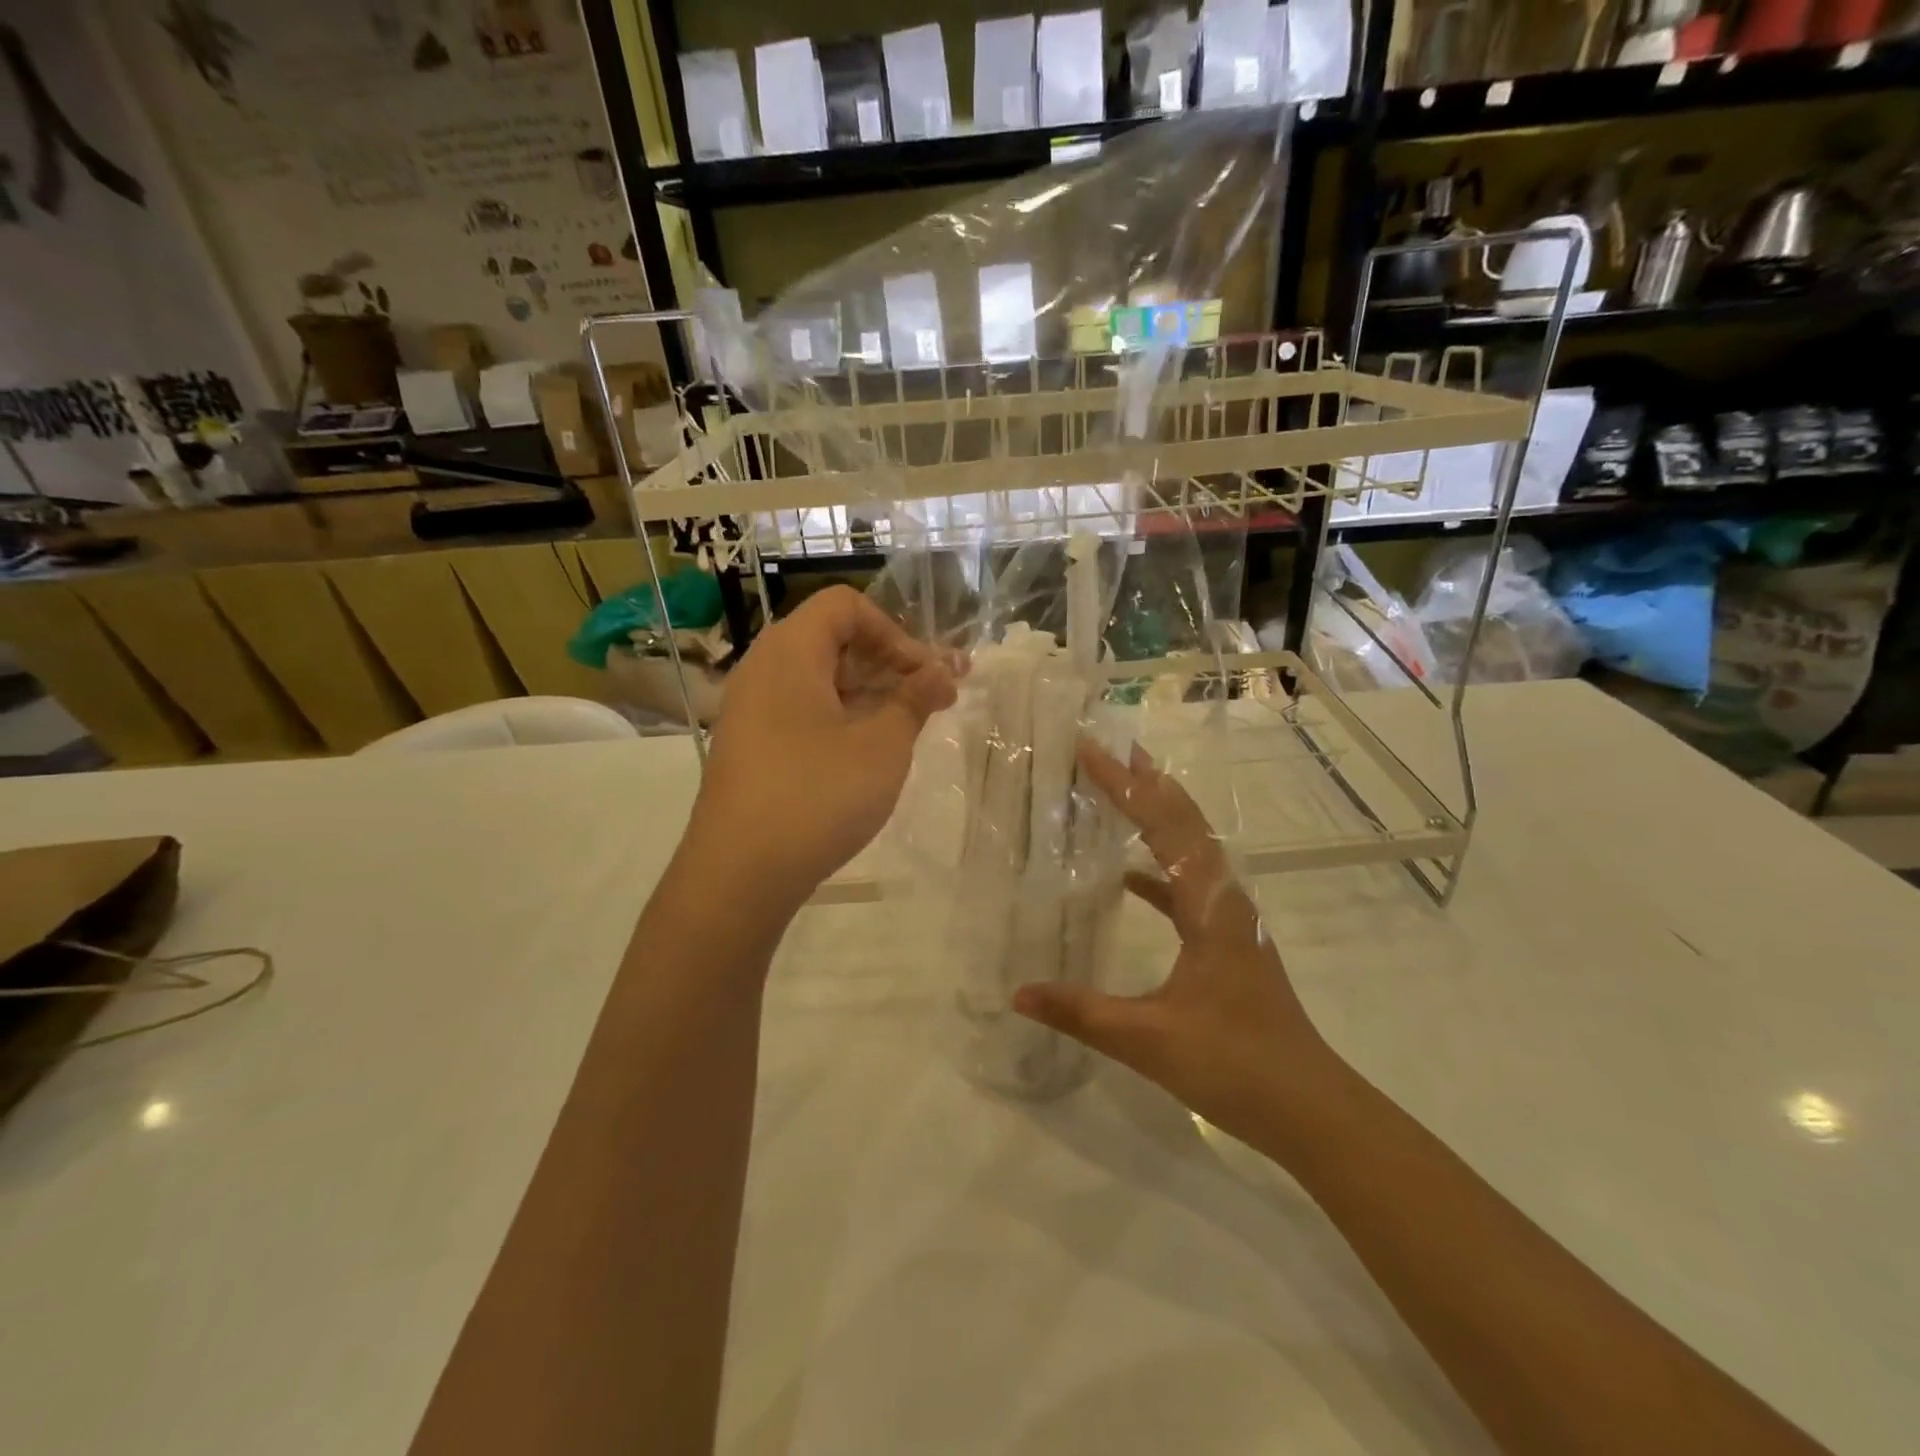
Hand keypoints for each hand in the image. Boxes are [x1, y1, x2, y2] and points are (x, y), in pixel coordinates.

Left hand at [688, 586, 957, 909]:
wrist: (739, 874)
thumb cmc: (817, 795)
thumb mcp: (882, 746)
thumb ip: (915, 700)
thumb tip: (942, 671)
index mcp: (789, 652)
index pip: (845, 606)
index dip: (894, 632)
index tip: (925, 675)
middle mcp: (763, 669)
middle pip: (833, 641)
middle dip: (889, 664)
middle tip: (932, 700)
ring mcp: (751, 710)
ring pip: (820, 681)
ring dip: (869, 695)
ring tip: (909, 728)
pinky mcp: (751, 747)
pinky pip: (802, 712)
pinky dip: (841, 719)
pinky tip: (868, 754)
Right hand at [1013, 742, 1335, 1148]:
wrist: (1310, 1109)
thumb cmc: (1235, 1065)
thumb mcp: (1148, 1039)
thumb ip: (1080, 1013)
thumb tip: (1018, 992)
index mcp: (1209, 905)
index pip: (1163, 827)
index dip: (1125, 786)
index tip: (1090, 751)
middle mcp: (1224, 899)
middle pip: (1183, 822)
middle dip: (1145, 782)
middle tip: (1107, 749)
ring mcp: (1228, 920)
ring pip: (1190, 849)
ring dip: (1156, 815)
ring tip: (1120, 789)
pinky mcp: (1225, 942)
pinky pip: (1187, 887)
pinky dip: (1158, 869)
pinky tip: (1127, 877)